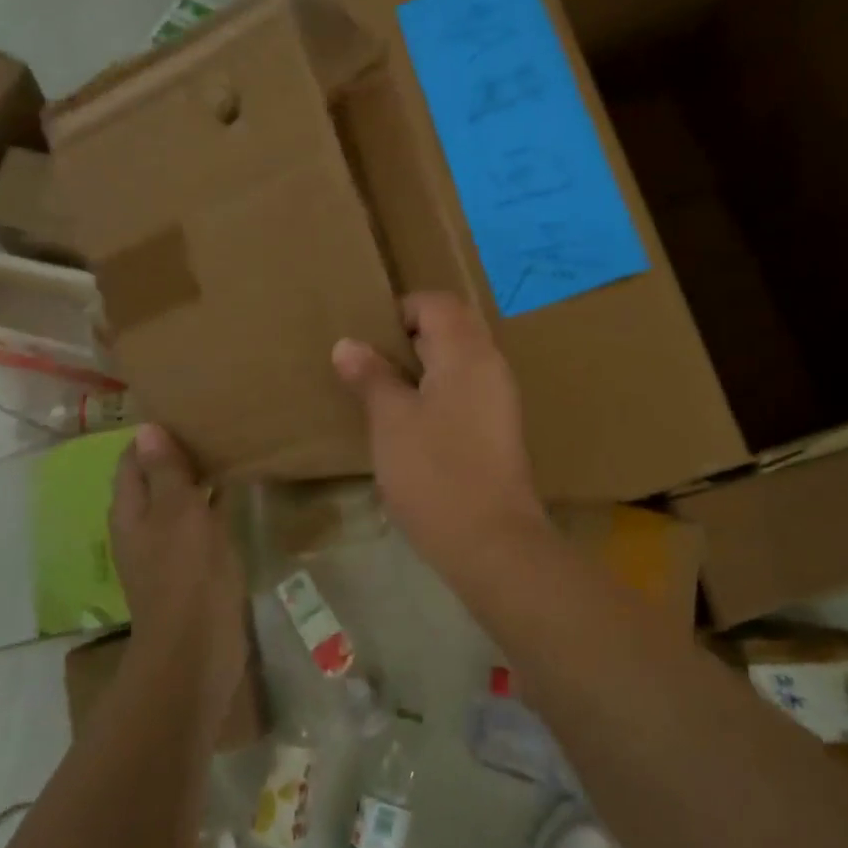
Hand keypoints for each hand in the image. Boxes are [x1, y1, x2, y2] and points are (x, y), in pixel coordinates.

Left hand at [109, 425, 246, 724]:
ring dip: (198, 477)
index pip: (132, 460)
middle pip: (155, 479)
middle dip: (178, 453)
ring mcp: (168, 548)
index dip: (152, 436)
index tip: (184, 411)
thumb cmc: (185, 572)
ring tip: (228, 447)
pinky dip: (213, 503)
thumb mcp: (177, 511)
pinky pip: (200, 523)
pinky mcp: (193, 566)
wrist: (198, 648)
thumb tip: (146, 428)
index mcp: (130, 511)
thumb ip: (164, 471)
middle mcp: (143, 526)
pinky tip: (237, 490)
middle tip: (213, 423)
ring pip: (180, 501)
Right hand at [332, 293, 547, 571]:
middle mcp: (490, 366)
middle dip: (410, 338)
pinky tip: (410, 421)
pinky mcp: (498, 429)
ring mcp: (499, 398)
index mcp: (467, 353)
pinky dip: (437, 391)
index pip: (438, 304)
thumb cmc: (435, 472)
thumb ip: (371, 377)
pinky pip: (466, 389)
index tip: (369, 338)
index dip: (402, 310)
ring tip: (383, 390)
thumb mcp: (391, 421)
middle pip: (453, 328)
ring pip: (459, 361)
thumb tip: (348, 344)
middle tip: (371, 362)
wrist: (492, 543)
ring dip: (423, 366)